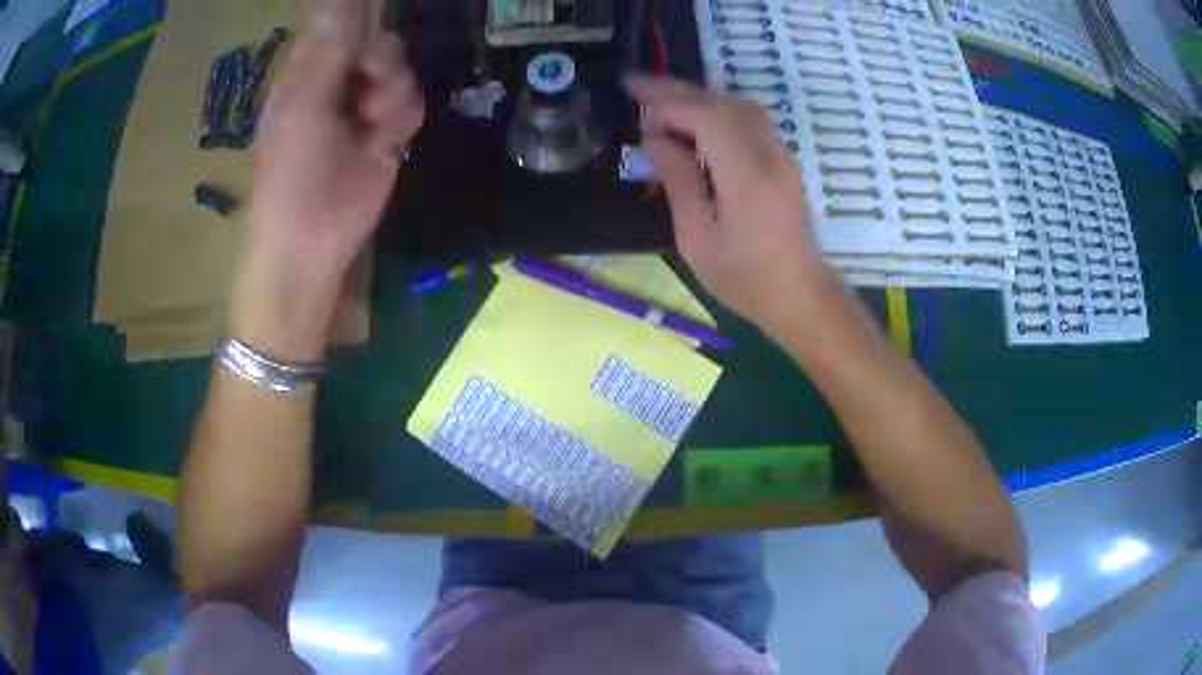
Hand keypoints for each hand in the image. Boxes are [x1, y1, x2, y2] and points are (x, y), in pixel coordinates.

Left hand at [234, 0, 423, 361]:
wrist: (311, 244)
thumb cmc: (291, 177)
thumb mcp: (303, 108)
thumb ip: (327, 51)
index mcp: (307, 74)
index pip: (339, 25)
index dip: (359, 19)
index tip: (372, 21)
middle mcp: (337, 83)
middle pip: (377, 41)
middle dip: (381, 58)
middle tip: (370, 79)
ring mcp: (364, 107)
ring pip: (399, 69)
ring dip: (393, 91)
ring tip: (374, 123)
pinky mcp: (389, 132)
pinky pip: (411, 102)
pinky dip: (402, 118)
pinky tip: (386, 140)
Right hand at [625, 76, 841, 332]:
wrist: (798, 293)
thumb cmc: (743, 277)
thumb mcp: (696, 238)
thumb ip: (678, 180)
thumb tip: (656, 136)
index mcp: (748, 178)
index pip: (707, 117)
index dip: (668, 104)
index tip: (634, 104)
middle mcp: (771, 156)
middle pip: (722, 103)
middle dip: (676, 91)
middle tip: (636, 85)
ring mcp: (782, 155)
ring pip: (738, 106)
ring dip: (698, 97)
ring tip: (660, 100)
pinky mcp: (784, 159)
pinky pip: (749, 119)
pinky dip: (717, 110)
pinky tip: (694, 121)